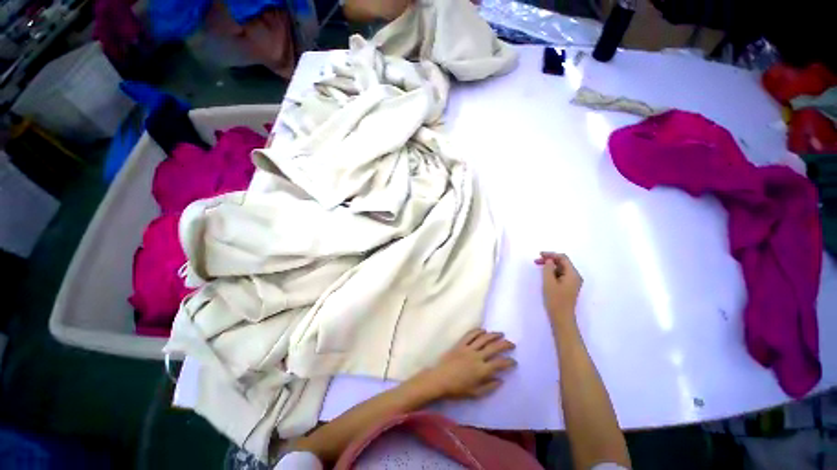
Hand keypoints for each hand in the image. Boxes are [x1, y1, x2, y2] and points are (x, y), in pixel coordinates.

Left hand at [422, 329, 515, 399]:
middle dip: (505, 345)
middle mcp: (477, 357)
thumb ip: (489, 387)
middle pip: (494, 347)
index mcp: (482, 370)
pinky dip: (477, 331)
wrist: (440, 379)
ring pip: (483, 338)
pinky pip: (470, 334)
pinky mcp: (460, 344)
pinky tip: (483, 330)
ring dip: (493, 335)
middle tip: (512, 344)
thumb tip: (501, 380)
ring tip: (500, 334)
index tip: (514, 361)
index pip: (499, 363)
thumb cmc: (457, 389)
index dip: (509, 362)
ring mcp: (468, 348)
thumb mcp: (475, 393)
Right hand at [536, 252, 582, 325]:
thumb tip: (549, 260)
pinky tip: (545, 274)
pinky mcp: (569, 287)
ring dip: (550, 265)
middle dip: (550, 259)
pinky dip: (553, 272)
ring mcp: (573, 282)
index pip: (563, 258)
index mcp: (573, 274)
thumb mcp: (549, 282)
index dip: (551, 254)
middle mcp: (575, 276)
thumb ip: (548, 268)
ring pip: (561, 268)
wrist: (562, 317)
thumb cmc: (555, 299)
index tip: (539, 255)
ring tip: (539, 267)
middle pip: (563, 262)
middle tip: (536, 261)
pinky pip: (561, 274)